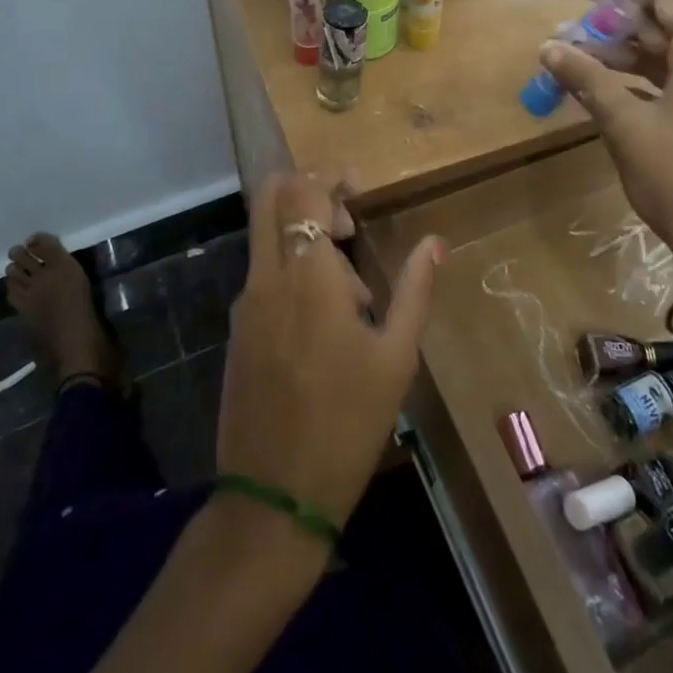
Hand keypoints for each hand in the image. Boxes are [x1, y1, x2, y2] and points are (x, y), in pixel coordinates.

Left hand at [216, 173, 443, 529]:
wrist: (274, 496)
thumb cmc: (348, 422)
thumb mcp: (396, 357)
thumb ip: (415, 288)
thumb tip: (435, 240)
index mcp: (308, 275)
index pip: (303, 190)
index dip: (330, 175)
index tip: (359, 189)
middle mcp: (267, 276)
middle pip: (270, 196)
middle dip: (308, 192)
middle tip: (347, 225)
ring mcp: (245, 302)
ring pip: (266, 235)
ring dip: (303, 237)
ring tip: (352, 295)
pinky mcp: (238, 328)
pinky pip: (264, 273)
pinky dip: (292, 270)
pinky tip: (326, 323)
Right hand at [541, 0, 672, 269]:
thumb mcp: (626, 124)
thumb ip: (587, 79)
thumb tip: (548, 47)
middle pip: (667, 24)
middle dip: (616, 25)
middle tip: (570, 32)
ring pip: (670, 54)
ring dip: (625, 53)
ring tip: (578, 59)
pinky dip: (642, 78)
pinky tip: (606, 88)